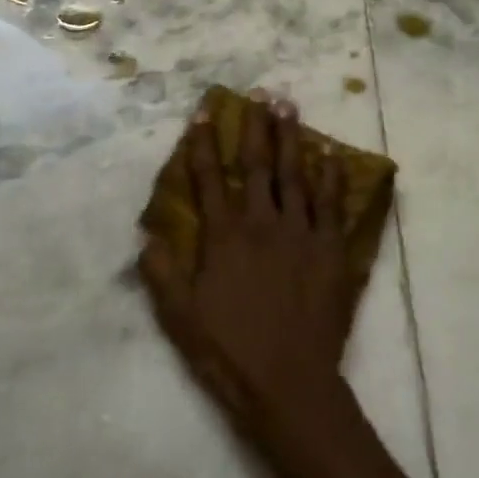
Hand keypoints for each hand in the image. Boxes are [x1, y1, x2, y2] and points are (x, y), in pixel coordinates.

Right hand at [140, 95, 354, 444]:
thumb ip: (162, 274)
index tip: (205, 113)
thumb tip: (147, 237)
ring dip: (292, 140)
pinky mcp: (330, 251)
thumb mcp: (181, 318)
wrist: (289, 384)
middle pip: (257, 166)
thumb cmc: (230, 352)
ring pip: (296, 176)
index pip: (209, 180)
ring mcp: (300, 235)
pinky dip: (330, 178)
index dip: (204, 144)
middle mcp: (263, 224)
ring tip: (291, 108)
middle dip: (257, 127)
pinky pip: (331, 205)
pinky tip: (330, 155)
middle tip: (261, 94)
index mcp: (225, 238)